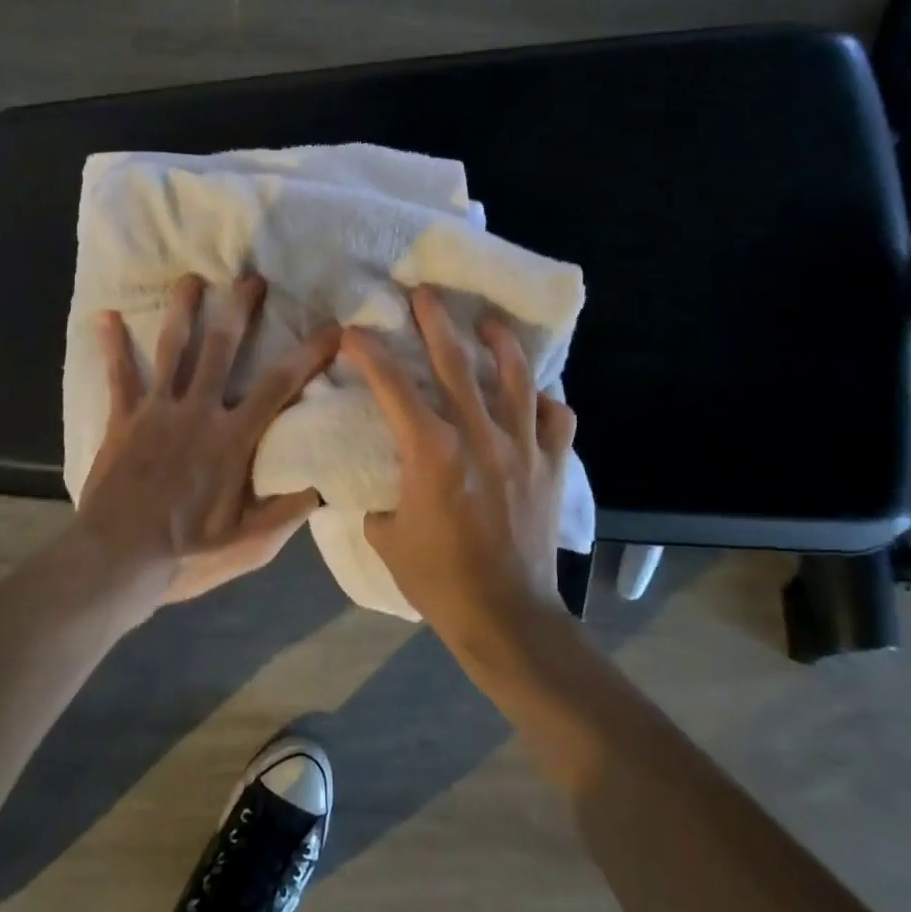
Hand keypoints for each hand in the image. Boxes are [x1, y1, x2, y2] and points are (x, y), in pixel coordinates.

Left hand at [76, 273, 341, 605]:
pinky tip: (105, 317)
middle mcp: (197, 411)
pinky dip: (111, 346)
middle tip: (250, 278)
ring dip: (182, 310)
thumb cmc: (186, 554)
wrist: (117, 558)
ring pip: (171, 348)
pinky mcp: (122, 419)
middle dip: (239, 308)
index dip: (309, 354)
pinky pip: (118, 376)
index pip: (279, 386)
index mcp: (232, 438)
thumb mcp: (248, 545)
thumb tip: (322, 486)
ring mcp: (156, 410)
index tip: (332, 328)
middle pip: (221, 347)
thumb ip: (286, 513)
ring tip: (191, 279)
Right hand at [340, 286, 576, 640]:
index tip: (353, 332)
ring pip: (516, 381)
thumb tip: (378, 488)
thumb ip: (379, 502)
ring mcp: (523, 450)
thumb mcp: (387, 538)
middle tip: (425, 294)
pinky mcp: (551, 469)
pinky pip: (557, 422)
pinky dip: (547, 403)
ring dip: (500, 345)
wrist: (507, 617)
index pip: (393, 388)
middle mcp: (479, 437)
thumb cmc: (439, 579)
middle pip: (456, 365)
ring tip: (490, 323)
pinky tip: (538, 396)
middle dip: (436, 324)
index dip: (370, 354)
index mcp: (432, 452)